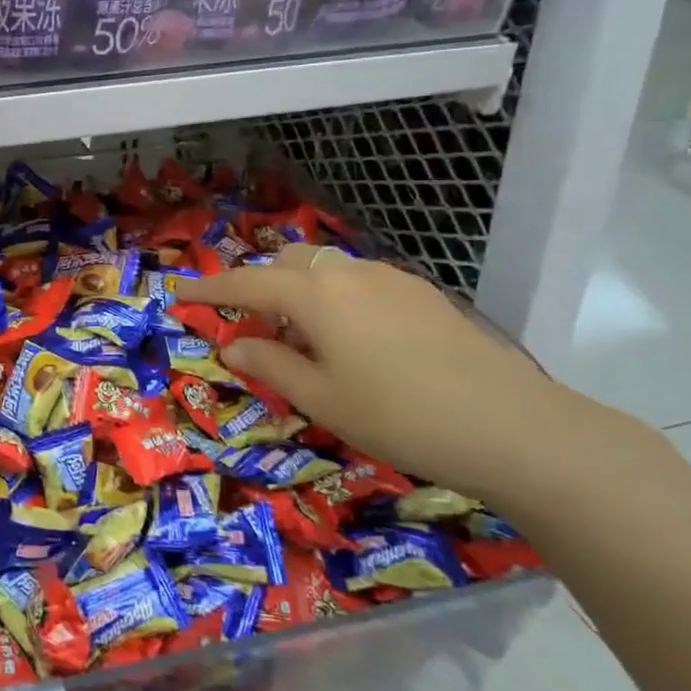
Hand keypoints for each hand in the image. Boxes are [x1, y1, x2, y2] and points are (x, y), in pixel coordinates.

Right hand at [175, 245, 603, 495]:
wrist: (513, 426)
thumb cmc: (398, 416)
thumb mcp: (320, 398)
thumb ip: (269, 364)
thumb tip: (232, 344)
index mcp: (315, 296)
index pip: (245, 283)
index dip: (207, 288)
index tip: (177, 293)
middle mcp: (350, 274)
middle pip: (287, 264)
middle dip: (258, 286)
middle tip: (249, 326)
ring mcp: (392, 280)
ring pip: (327, 271)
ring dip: (298, 293)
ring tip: (301, 339)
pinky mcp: (424, 296)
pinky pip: (359, 283)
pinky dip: (334, 299)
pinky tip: (350, 340)